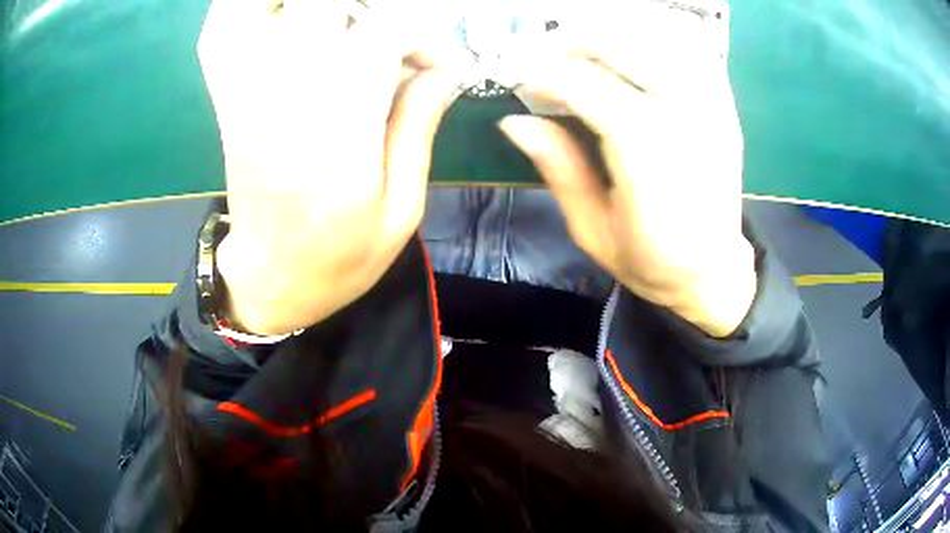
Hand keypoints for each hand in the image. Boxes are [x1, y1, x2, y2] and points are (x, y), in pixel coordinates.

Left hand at [198, 0, 459, 334]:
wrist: (269, 281)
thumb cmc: (339, 259)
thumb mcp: (401, 210)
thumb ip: (420, 128)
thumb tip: (446, 67)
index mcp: (336, 138)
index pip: (379, 36)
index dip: (420, 34)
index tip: (439, 62)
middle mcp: (283, 103)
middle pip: (319, 8)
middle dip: (366, 11)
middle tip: (390, 36)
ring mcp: (246, 96)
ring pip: (265, 12)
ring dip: (308, 8)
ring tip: (341, 23)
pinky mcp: (227, 99)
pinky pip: (222, 32)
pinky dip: (244, 9)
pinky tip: (282, 16)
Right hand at [499, 7, 754, 336]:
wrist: (714, 270)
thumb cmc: (652, 262)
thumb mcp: (592, 230)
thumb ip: (559, 169)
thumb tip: (514, 120)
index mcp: (651, 162)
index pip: (592, 88)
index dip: (548, 73)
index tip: (520, 76)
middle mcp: (688, 121)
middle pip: (628, 45)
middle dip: (575, 40)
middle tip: (546, 55)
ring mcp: (713, 107)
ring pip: (662, 34)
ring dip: (615, 30)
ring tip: (584, 47)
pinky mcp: (725, 104)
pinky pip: (693, 46)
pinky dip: (656, 33)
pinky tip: (631, 49)